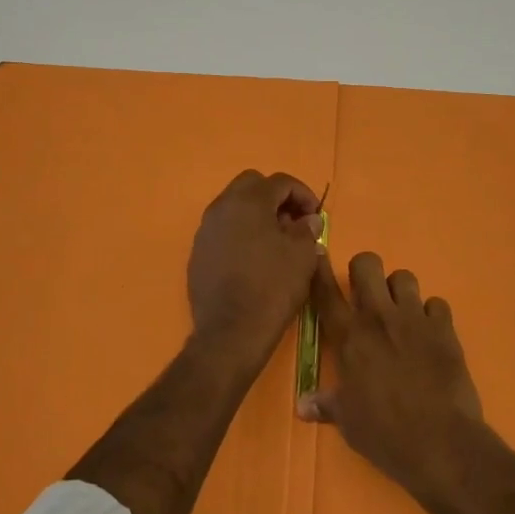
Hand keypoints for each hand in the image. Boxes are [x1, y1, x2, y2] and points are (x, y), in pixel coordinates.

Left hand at [185, 170, 324, 372]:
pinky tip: (254, 258)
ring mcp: (206, 229)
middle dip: (276, 197)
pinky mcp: (198, 252)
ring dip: (257, 214)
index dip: (303, 194)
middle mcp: (221, 207)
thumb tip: (308, 219)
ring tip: (276, 241)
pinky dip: (241, 233)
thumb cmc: (272, 287)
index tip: (316, 216)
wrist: (231, 332)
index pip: (280, 181)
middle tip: (294, 222)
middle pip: (252, 185)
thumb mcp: (302, 255)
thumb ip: (307, 229)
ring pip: (234, 206)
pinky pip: (223, 230)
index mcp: (248, 201)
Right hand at [298, 252, 484, 495]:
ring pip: (404, 276)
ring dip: (399, 290)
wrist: (440, 443)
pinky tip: (430, 333)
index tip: (319, 255)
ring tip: (400, 313)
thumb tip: (302, 407)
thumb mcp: (347, 422)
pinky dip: (432, 314)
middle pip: (367, 263)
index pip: (325, 290)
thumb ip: (325, 405)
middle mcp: (379, 317)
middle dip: (363, 271)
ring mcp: (414, 319)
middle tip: (366, 294)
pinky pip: (437, 303)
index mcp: (349, 336)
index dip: (319, 268)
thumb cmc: (384, 433)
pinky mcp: (444, 329)